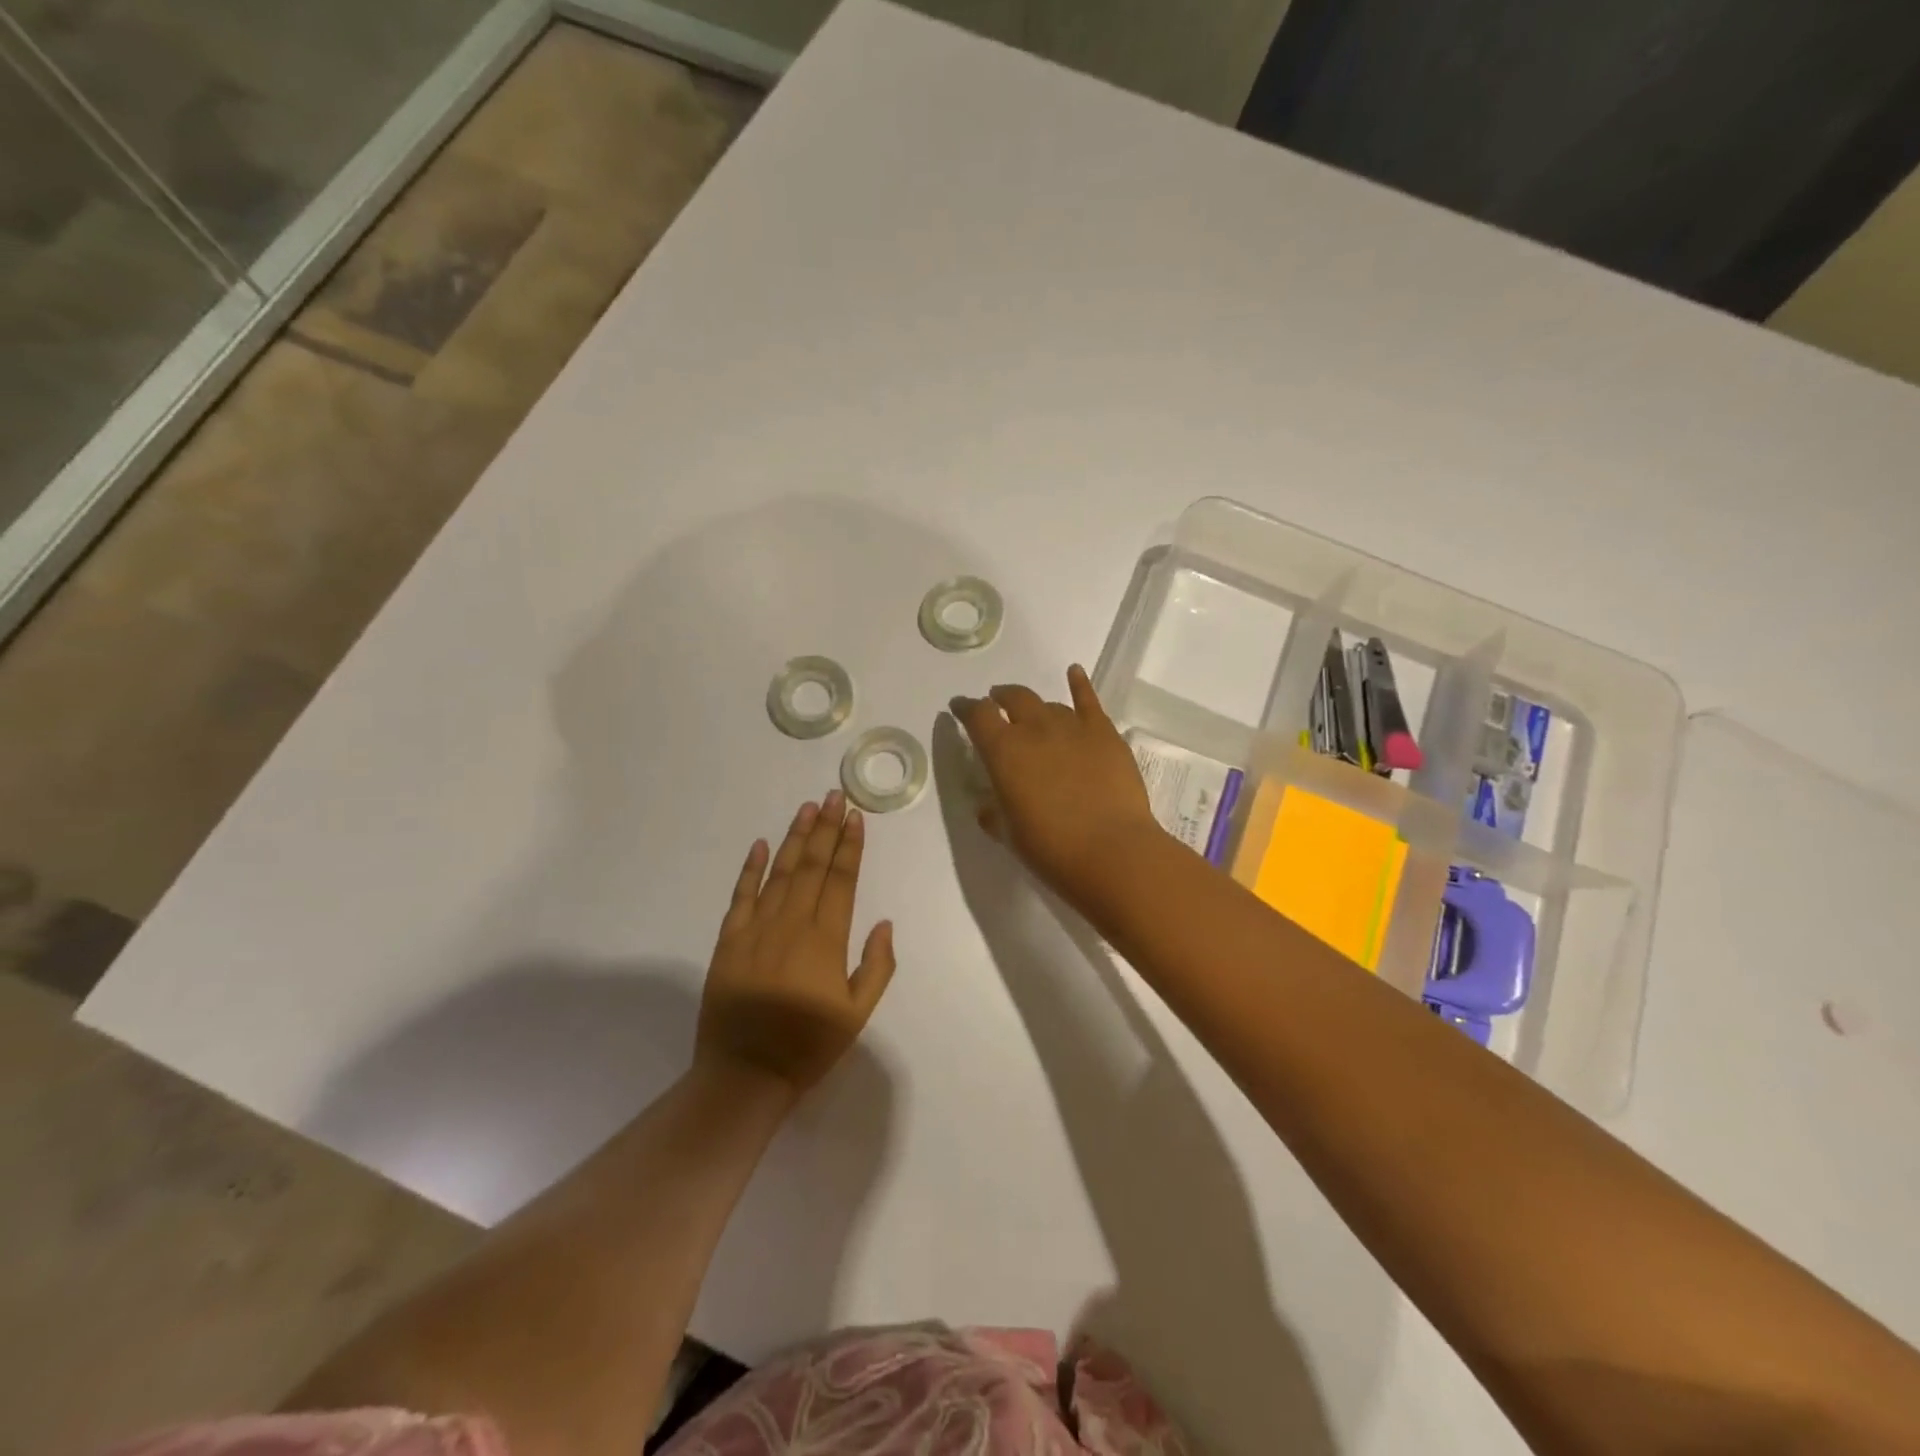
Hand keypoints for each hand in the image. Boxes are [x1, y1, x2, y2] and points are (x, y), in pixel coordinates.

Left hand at [697, 792, 895, 1097]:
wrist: (745, 1073)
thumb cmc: (808, 1045)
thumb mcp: (858, 1013)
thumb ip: (876, 966)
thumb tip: (884, 923)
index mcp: (826, 939)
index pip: (842, 880)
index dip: (850, 846)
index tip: (856, 817)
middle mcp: (792, 923)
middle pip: (813, 866)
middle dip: (826, 829)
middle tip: (834, 796)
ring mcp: (757, 928)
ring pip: (780, 872)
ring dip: (795, 838)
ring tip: (807, 808)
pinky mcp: (729, 940)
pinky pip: (741, 895)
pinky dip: (751, 868)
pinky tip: (760, 844)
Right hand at [952, 665, 1162, 905]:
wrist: (1112, 851)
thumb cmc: (1052, 849)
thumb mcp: (1010, 835)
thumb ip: (994, 814)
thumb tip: (989, 806)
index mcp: (1003, 752)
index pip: (977, 716)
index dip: (965, 708)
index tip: (959, 708)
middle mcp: (1034, 729)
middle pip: (1013, 698)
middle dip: (1000, 698)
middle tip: (996, 704)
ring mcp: (1072, 726)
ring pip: (1048, 704)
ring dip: (1036, 707)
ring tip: (1033, 714)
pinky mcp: (1104, 733)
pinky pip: (1089, 700)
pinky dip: (1079, 684)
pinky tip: (1074, 672)